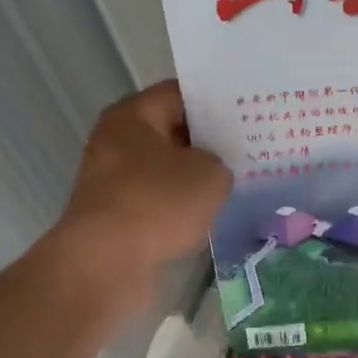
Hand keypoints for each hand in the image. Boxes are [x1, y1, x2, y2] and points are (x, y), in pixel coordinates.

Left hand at [51, 80, 231, 310]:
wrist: (106, 265)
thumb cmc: (158, 204)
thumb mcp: (210, 174)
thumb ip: (221, 162)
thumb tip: (211, 171)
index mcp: (133, 115)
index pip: (181, 93)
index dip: (217, 101)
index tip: (249, 112)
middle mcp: (117, 140)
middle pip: (173, 129)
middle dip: (210, 139)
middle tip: (251, 146)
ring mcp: (114, 179)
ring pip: (167, 167)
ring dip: (196, 175)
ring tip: (239, 179)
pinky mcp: (118, 213)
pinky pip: (159, 198)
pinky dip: (182, 204)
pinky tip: (213, 211)